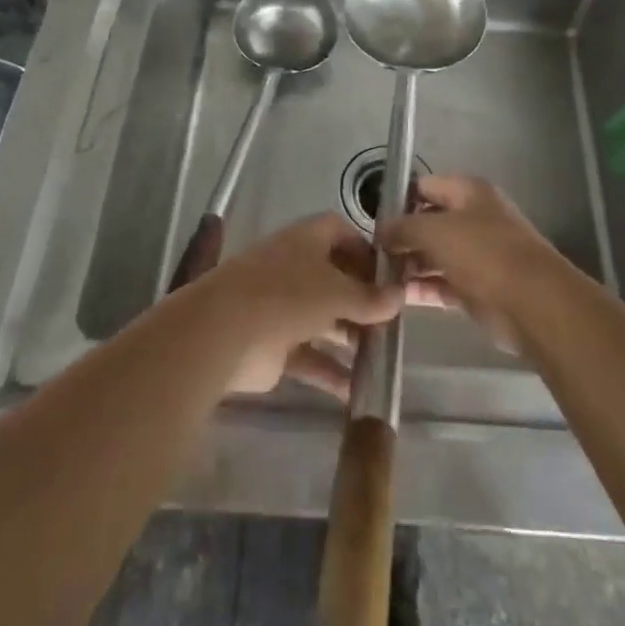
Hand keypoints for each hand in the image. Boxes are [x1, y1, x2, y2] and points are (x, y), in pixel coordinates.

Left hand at [189, 213, 403, 400]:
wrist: (224, 332)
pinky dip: (330, 372)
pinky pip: (310, 356)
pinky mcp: (274, 346)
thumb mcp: (337, 291)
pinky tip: (357, 392)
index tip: (390, 275)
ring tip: (382, 358)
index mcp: (306, 240)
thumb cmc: (286, 295)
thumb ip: (369, 297)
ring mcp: (282, 307)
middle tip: (392, 323)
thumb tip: (399, 296)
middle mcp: (294, 268)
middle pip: (334, 279)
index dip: (365, 250)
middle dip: (362, 300)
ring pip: (323, 320)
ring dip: (350, 338)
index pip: (340, 233)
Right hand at [378, 174, 555, 352]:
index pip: (424, 186)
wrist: (532, 303)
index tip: (372, 219)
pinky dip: (423, 288)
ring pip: (435, 255)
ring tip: (379, 278)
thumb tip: (381, 231)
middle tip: (371, 254)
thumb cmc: (483, 253)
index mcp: (468, 192)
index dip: (398, 199)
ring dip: (409, 265)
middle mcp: (474, 218)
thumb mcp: (434, 230)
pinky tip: (398, 296)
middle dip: (402, 236)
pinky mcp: (478, 288)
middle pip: (429, 222)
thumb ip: (402, 227)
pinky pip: (443, 283)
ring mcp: (478, 254)